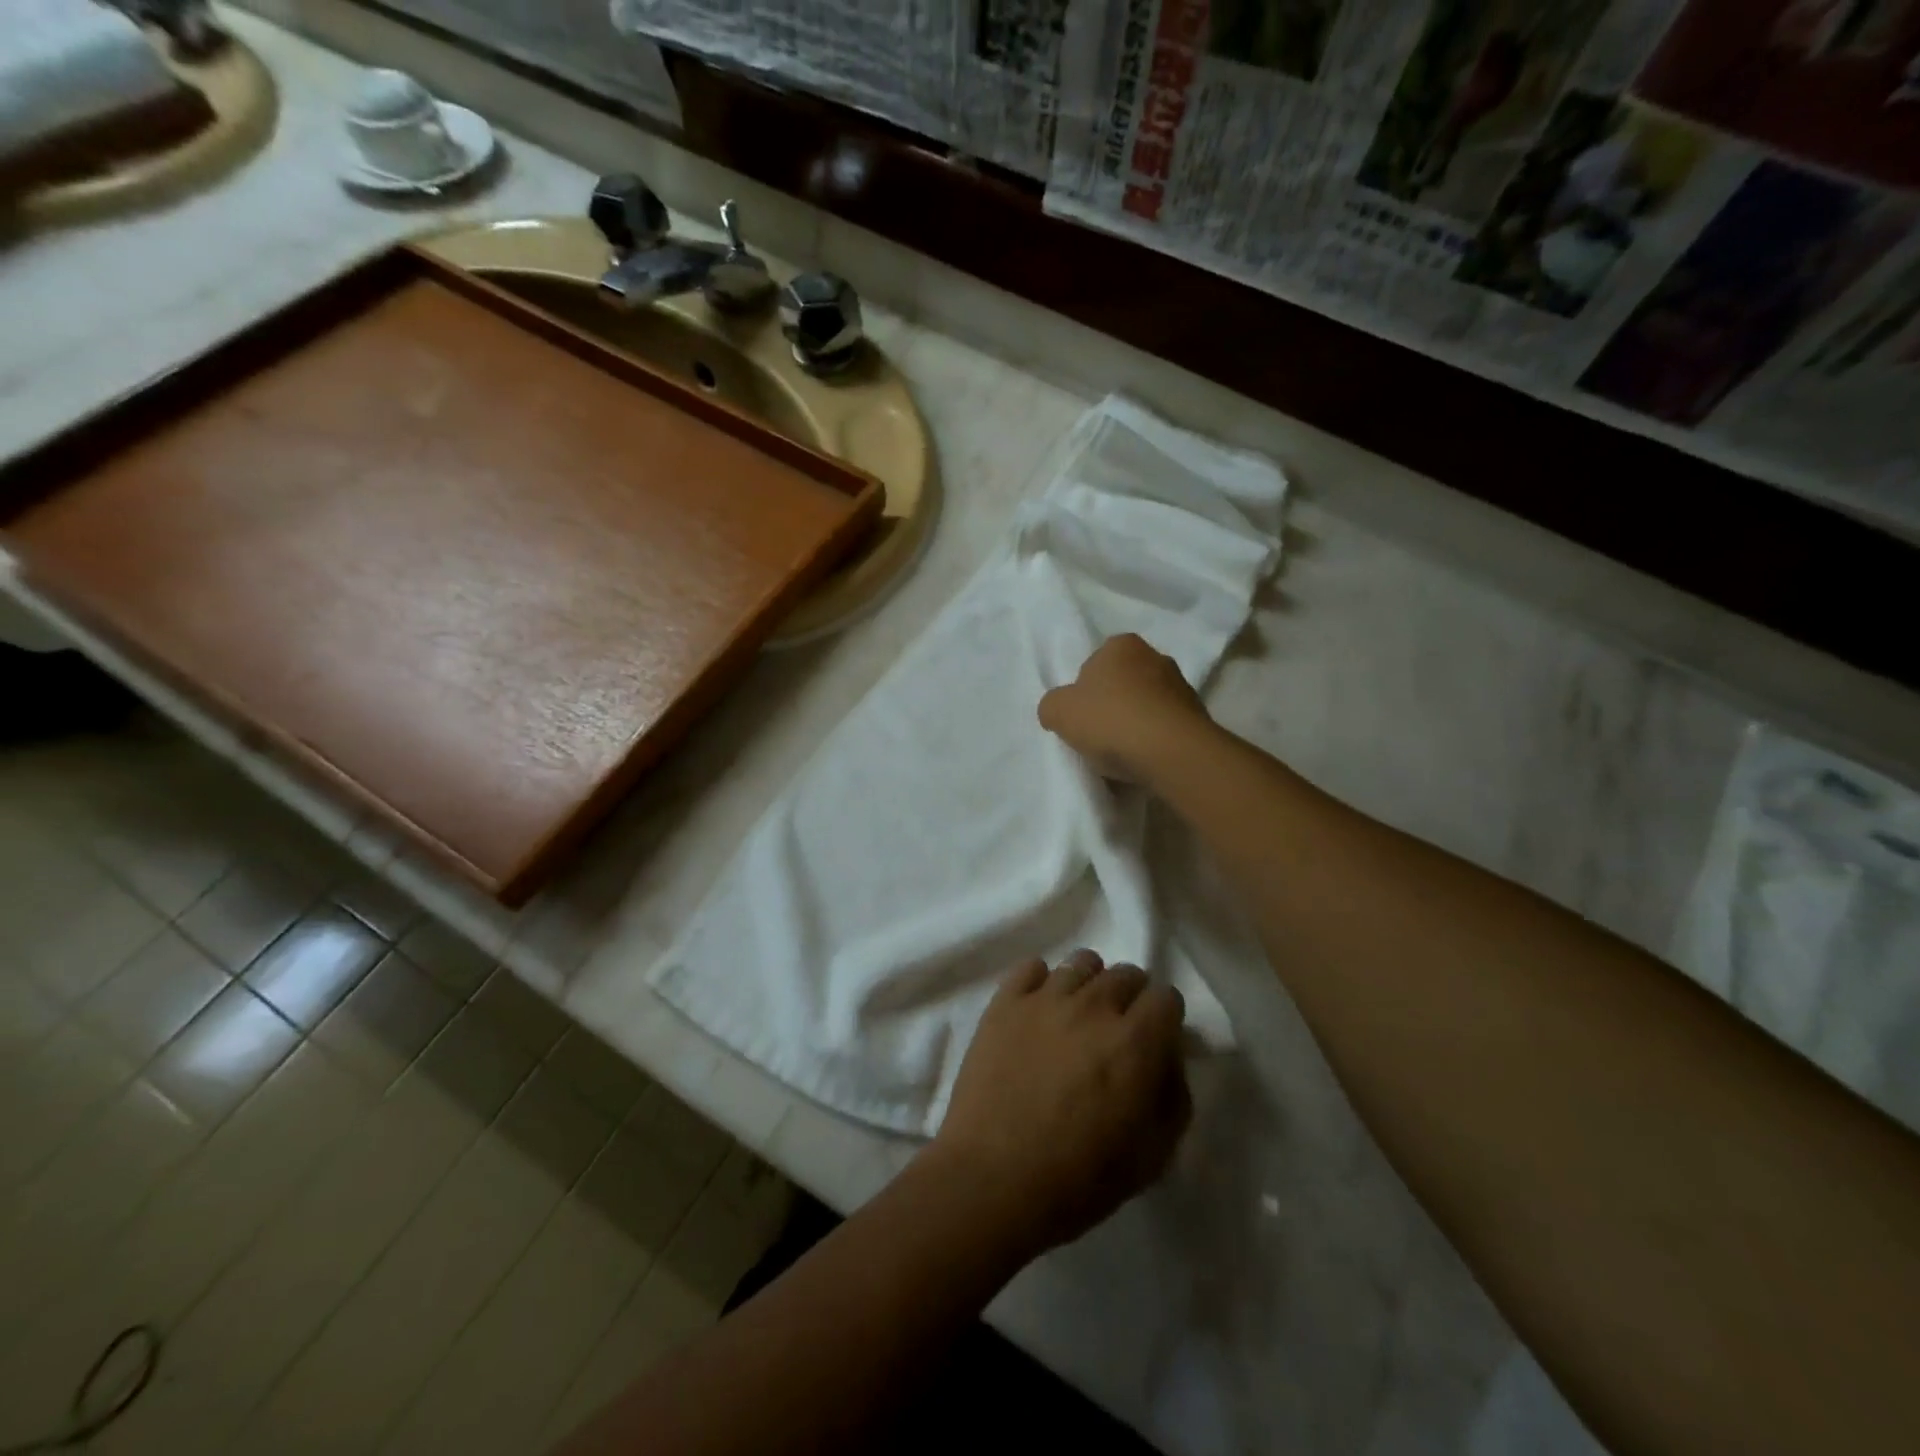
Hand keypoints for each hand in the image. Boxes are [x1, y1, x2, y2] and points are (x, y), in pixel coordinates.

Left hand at [925, 951, 1190, 1258]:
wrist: (992, 1179)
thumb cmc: (1078, 1178)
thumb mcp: (1152, 1155)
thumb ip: (1173, 1097)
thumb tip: (1167, 1059)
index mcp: (1135, 1042)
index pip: (1167, 996)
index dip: (1165, 1018)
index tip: (1156, 1040)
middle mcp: (1093, 1006)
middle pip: (1126, 973)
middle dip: (1131, 998)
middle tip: (1117, 1031)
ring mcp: (1045, 998)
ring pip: (1081, 962)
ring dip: (1089, 984)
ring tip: (1077, 1016)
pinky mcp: (1005, 1001)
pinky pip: (1031, 967)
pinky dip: (1041, 982)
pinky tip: (1038, 1011)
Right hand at [1037, 634, 1211, 784]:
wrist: (1171, 752)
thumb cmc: (1111, 720)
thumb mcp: (1058, 711)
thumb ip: (1053, 705)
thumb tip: (1060, 710)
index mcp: (1122, 645)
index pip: (1094, 663)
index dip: (1083, 691)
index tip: (1080, 717)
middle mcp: (1156, 656)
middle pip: (1122, 683)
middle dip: (1111, 705)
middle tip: (1098, 734)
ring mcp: (1182, 686)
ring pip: (1146, 705)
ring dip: (1135, 723)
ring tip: (1122, 753)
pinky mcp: (1198, 716)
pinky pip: (1165, 727)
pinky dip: (1154, 740)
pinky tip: (1144, 760)